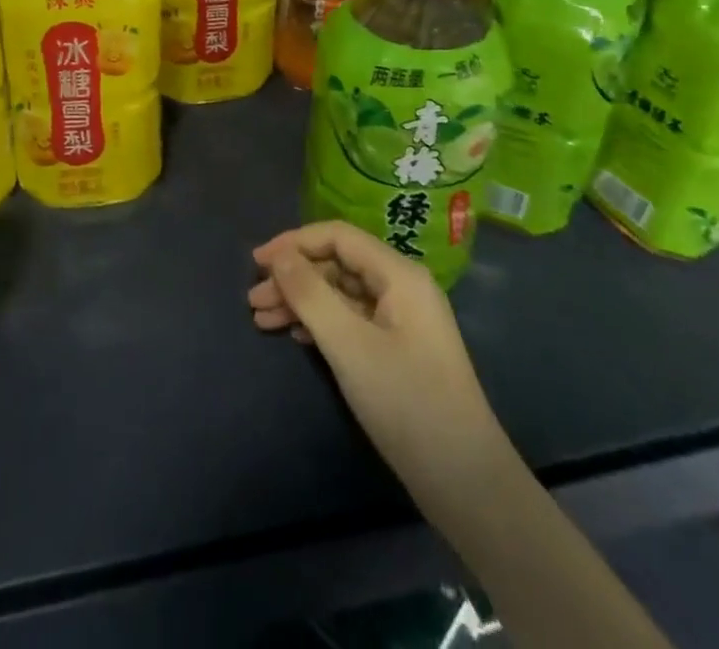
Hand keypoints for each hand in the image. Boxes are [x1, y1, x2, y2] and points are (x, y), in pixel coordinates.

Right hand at [249, 221, 507, 510]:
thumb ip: (311, 294)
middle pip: (338, 264)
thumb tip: (279, 255)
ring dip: (302, 301)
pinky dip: (321, 323)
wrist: (465, 481)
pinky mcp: (398, 349)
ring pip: (342, 293)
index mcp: (399, 274)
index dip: (294, 243)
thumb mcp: (349, 345)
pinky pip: (352, 319)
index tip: (256, 262)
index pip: (338, 236)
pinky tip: (295, 335)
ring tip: (261, 320)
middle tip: (254, 301)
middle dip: (294, 277)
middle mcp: (403, 287)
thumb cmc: (407, 402)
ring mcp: (402, 320)